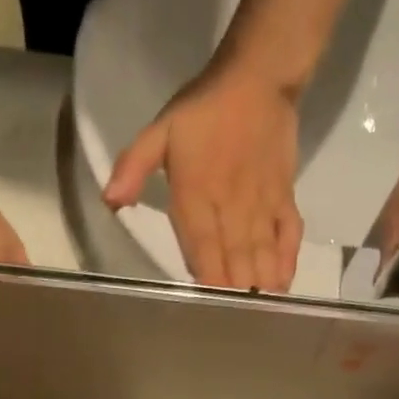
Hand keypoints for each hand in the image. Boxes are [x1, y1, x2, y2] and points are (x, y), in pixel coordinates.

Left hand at [104, 63, 302, 292]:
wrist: (258, 75)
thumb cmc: (203, 108)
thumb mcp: (160, 131)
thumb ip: (133, 167)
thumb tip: (110, 202)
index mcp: (197, 198)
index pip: (203, 252)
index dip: (209, 283)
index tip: (210, 309)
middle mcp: (231, 208)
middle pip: (235, 262)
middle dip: (236, 294)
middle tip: (236, 323)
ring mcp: (261, 204)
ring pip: (262, 254)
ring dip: (261, 285)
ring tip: (260, 312)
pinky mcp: (284, 196)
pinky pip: (288, 234)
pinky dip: (286, 260)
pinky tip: (282, 283)